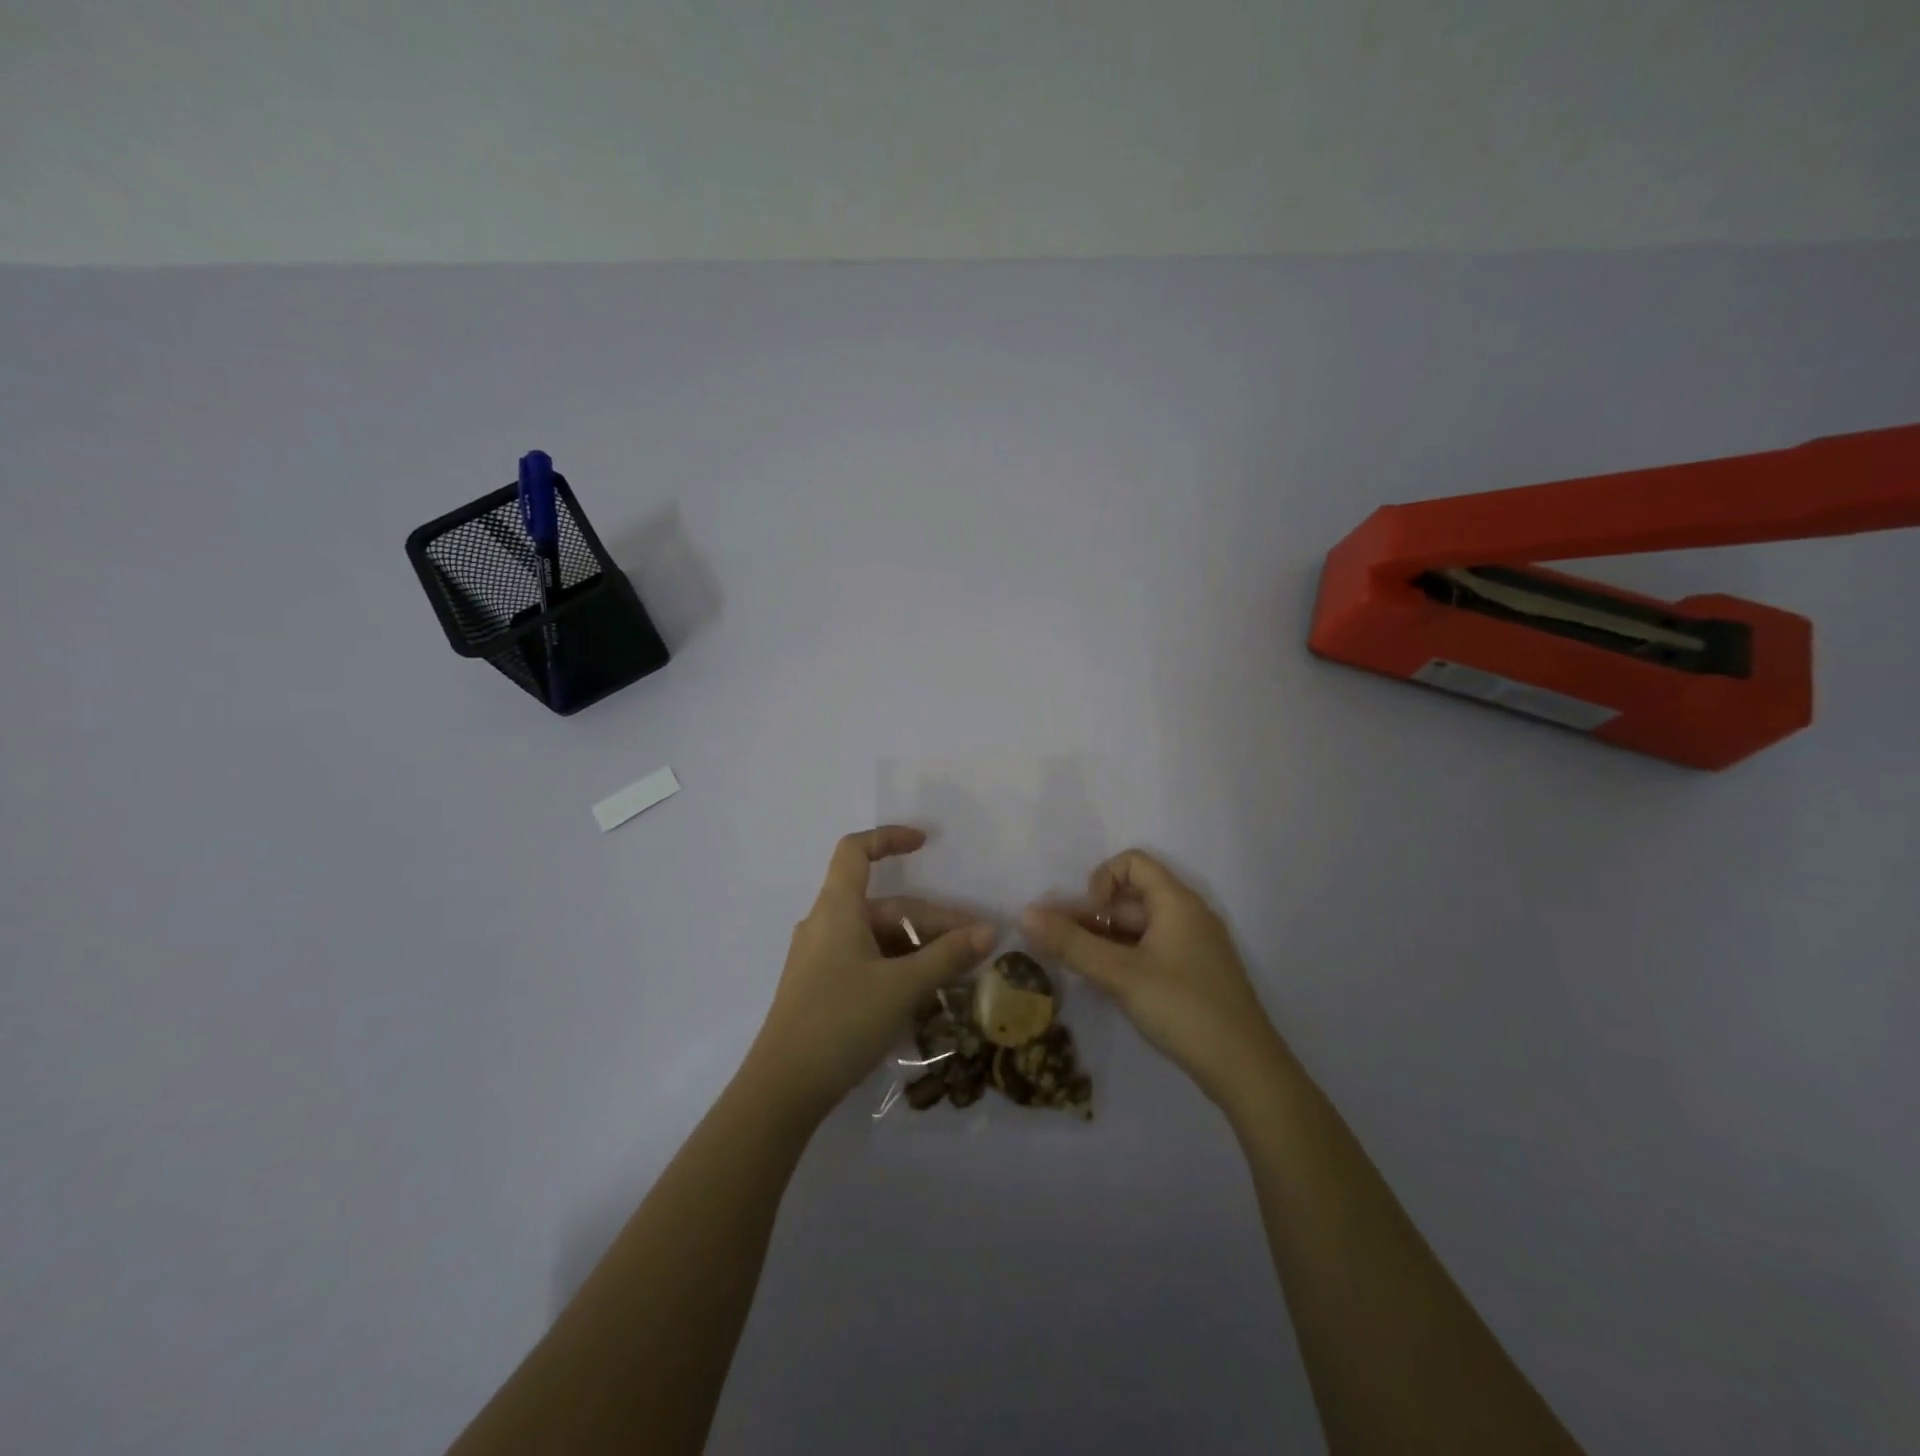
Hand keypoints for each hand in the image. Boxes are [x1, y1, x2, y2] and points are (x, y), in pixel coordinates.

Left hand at [748, 826, 996, 1116]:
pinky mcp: (821, 988)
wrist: (782, 1090)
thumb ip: (947, 957)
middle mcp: (825, 925)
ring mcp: (820, 958)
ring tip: (957, 975)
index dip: (889, 838)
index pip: (856, 851)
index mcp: (837, 909)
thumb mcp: (902, 987)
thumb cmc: (841, 1022)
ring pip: (879, 938)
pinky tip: (925, 995)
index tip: (926, 843)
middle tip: (975, 946)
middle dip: (932, 922)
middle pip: (885, 906)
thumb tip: (989, 931)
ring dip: (919, 949)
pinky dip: (898, 968)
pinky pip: (867, 962)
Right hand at [1021, 850, 1282, 1106]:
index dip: (1101, 881)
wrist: (1247, 1070)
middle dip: (1091, 917)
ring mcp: (1192, 947)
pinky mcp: (1192, 975)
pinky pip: (1150, 951)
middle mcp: (1186, 915)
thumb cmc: (1183, 1008)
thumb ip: (1071, 944)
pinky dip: (1123, 959)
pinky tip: (1104, 985)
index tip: (1088, 919)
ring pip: (1137, 929)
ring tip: (1073, 967)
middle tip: (1057, 946)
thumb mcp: (1120, 974)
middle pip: (1130, 898)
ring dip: (1103, 941)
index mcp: (1176, 902)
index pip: (1132, 863)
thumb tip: (1024, 914)